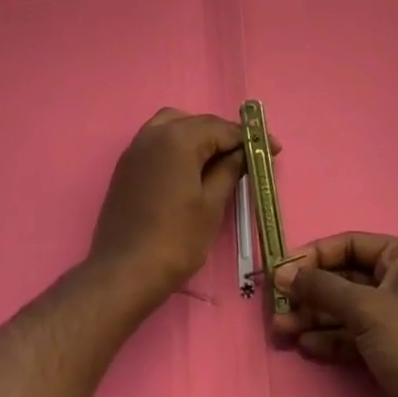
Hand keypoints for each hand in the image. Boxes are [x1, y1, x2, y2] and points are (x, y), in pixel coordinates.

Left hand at [88, 108, 247, 299]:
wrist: (123, 273)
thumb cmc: (174, 240)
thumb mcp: (211, 205)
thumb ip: (229, 171)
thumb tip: (243, 153)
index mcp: (178, 138)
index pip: (222, 129)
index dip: (250, 138)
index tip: (274, 149)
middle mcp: (155, 133)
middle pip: (199, 123)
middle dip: (225, 135)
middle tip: (250, 154)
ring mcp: (137, 147)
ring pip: (175, 125)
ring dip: (199, 135)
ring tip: (219, 157)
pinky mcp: (127, 164)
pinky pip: (158, 140)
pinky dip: (178, 144)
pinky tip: (191, 166)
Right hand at [273, 232, 397, 396]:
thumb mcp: (365, 309)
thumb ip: (323, 288)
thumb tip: (284, 272)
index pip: (347, 245)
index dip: (313, 257)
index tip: (281, 273)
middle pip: (344, 277)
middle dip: (310, 292)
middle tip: (277, 307)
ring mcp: (395, 315)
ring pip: (346, 308)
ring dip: (315, 317)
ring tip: (282, 330)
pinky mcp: (391, 348)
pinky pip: (354, 334)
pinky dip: (330, 338)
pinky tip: (306, 346)